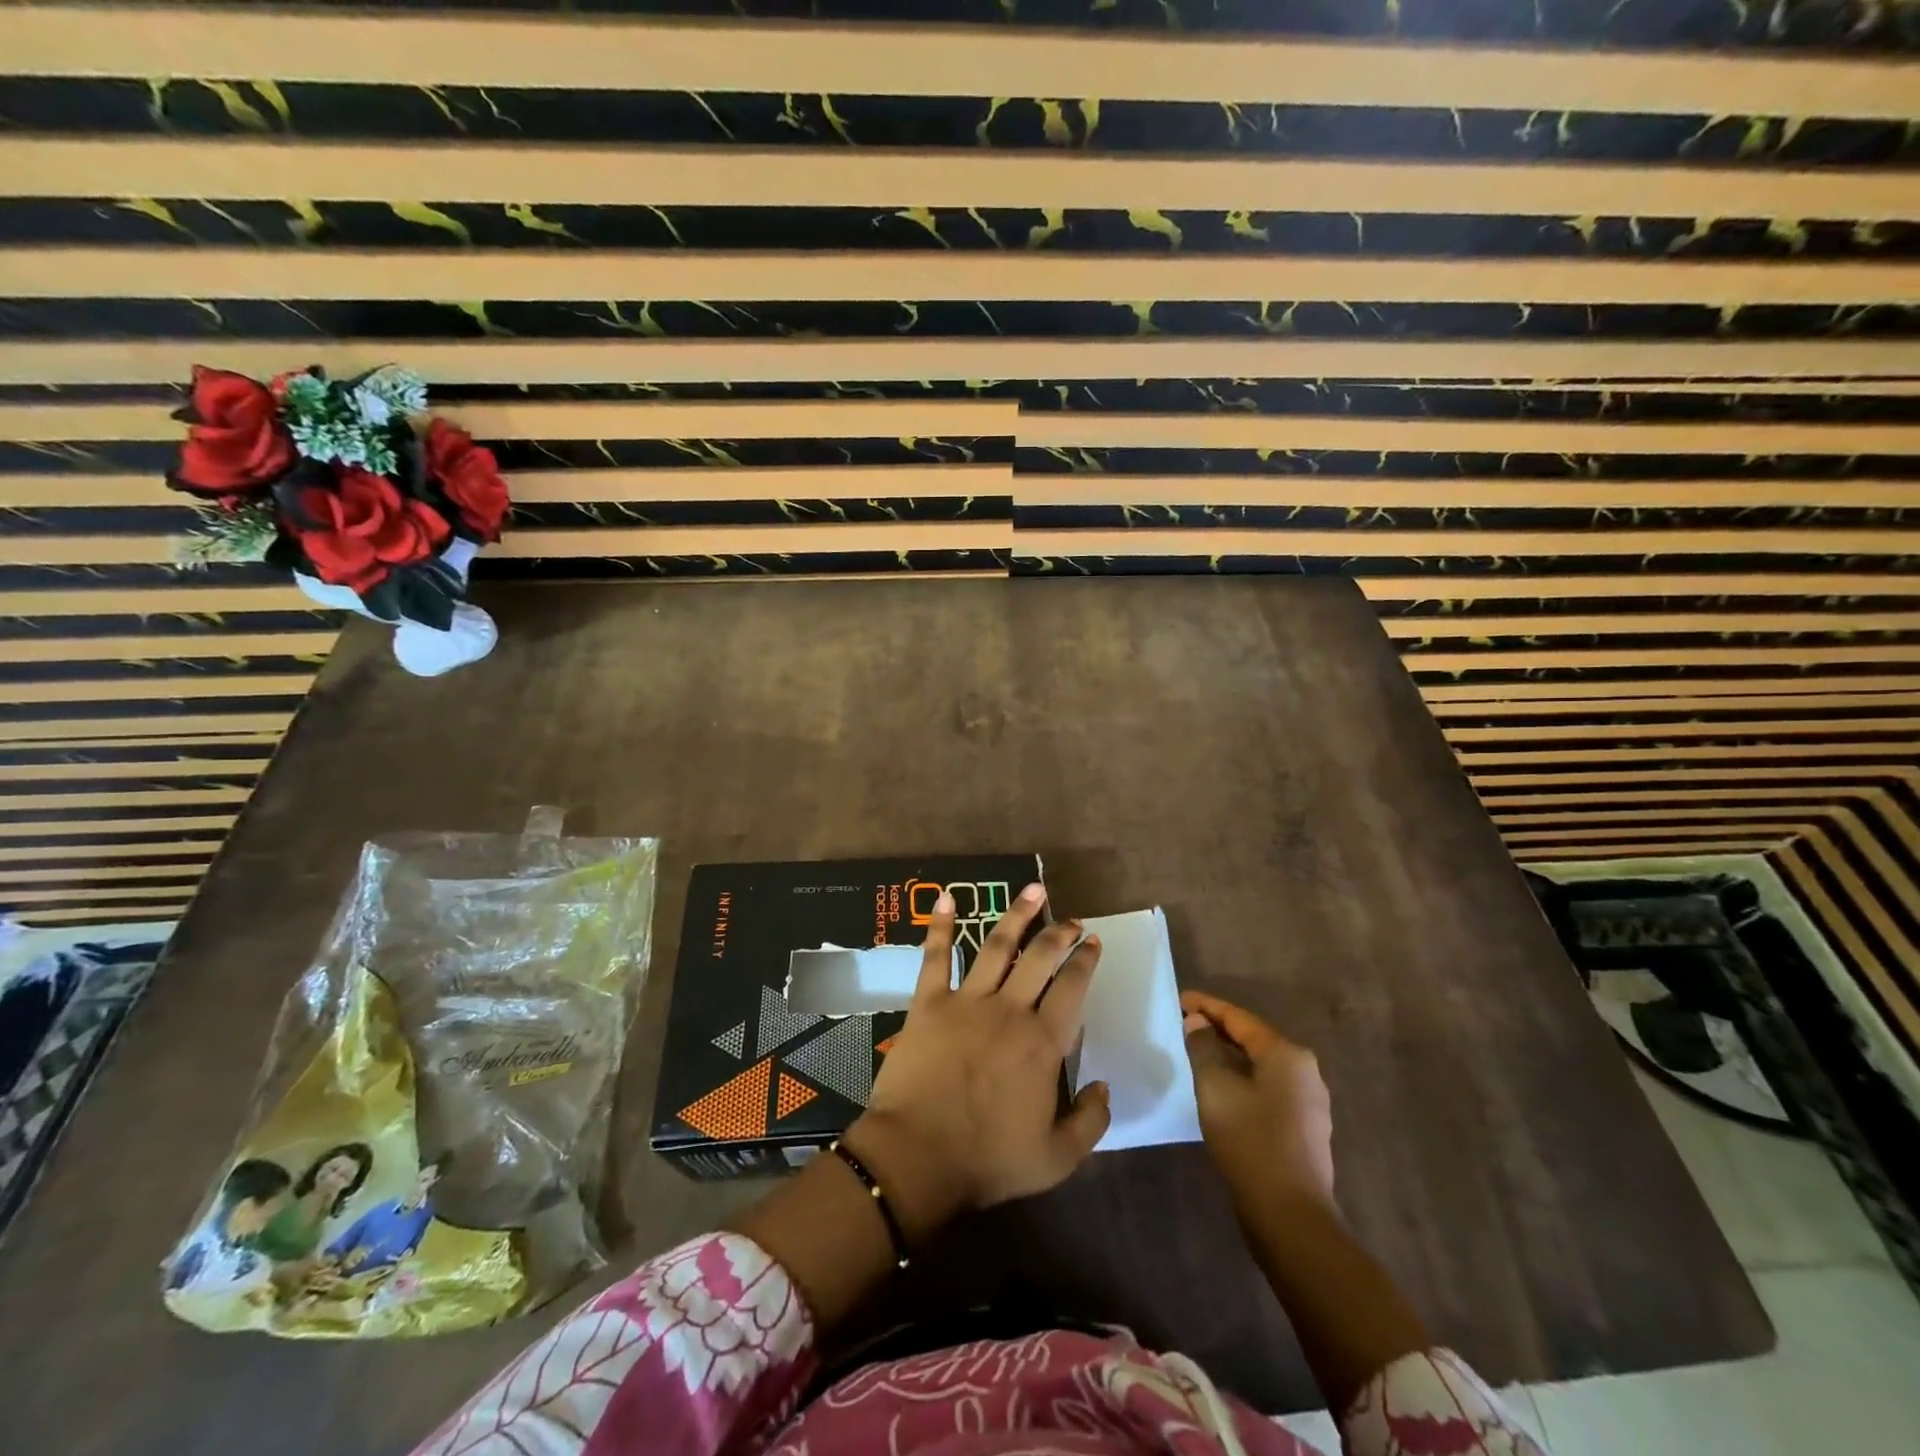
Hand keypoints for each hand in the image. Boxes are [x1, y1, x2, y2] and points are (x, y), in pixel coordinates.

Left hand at [847, 883, 1109, 1232]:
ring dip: (1017, 915)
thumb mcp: (1057, 1158)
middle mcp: (1009, 1010)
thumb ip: (1090, 1122)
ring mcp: (967, 1001)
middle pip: (1040, 958)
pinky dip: (940, 926)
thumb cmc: (987, 1160)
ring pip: (997, 945)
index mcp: (1042, 1043)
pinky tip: (946, 898)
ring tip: (1034, 891)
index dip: (1085, 961)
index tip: (1092, 942)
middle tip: (1072, 919)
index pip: (1072, 989)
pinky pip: (936, 956)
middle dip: (1060, 933)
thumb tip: (1104, 1086)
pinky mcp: (929, 1002)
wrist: (918, 1156)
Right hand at [1181, 990, 1334, 1212]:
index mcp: (1286, 1054)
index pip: (1239, 1018)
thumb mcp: (1216, 1088)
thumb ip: (1204, 1048)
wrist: (1290, 1216)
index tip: (1179, 999)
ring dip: (1230, 1056)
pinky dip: (1242, 1079)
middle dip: (1218, 1029)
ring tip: (1198, 1052)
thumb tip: (1198, 1023)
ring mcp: (1309, 1101)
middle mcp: (1304, 1071)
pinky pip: (1267, 1088)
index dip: (1207, 1006)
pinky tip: (1222, 1088)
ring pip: (1261, 1065)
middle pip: (1253, 1038)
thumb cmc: (1251, 1141)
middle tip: (1185, 1023)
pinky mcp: (1304, 1127)